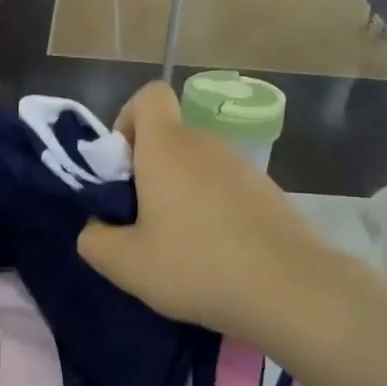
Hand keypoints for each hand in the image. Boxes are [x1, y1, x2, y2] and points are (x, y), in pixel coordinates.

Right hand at [76, 83, 366, 342]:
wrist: (291, 289)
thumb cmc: (197, 266)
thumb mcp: (126, 264)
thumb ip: (94, 240)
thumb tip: (96, 226)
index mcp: (167, 148)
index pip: (148, 96)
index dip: (127, 121)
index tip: (121, 168)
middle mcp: (206, 144)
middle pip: (170, 136)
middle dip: (148, 169)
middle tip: (141, 221)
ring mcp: (243, 167)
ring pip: (198, 165)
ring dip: (181, 192)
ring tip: (179, 245)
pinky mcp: (268, 192)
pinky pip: (226, 188)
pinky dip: (212, 209)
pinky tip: (215, 254)